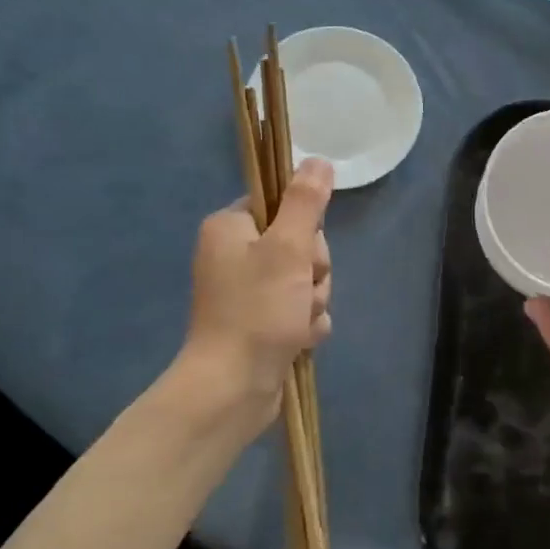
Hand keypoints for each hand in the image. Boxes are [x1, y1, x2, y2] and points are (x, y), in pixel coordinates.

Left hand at [178, 158, 334, 439]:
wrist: (233, 388)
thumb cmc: (257, 311)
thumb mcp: (287, 248)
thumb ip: (306, 202)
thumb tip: (318, 160)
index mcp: (230, 228)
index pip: (282, 205)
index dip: (304, 228)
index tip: (302, 250)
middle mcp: (235, 255)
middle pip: (301, 244)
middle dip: (313, 271)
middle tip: (301, 291)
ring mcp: (249, 292)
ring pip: (307, 279)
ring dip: (314, 301)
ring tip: (297, 322)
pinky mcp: (262, 322)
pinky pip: (302, 309)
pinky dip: (307, 324)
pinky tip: (299, 339)